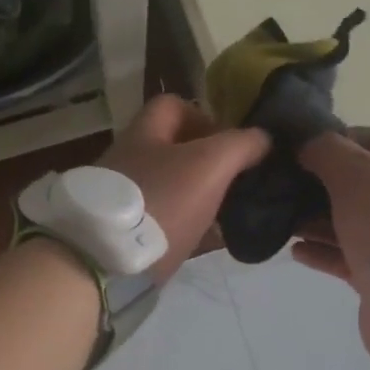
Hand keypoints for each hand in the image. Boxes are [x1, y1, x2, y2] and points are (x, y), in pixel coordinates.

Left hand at [99, 96, 269, 283]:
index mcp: (144, 134)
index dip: (206, 116)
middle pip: (174, 150)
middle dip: (209, 162)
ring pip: (171, 187)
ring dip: (201, 197)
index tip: (233, 142)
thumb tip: (263, 137)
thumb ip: (240, 145)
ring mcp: (124, 198)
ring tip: (232, 213)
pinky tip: (212, 241)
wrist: (106, 263)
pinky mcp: (125, 233)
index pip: (173, 106)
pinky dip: (189, 227)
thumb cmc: (160, 202)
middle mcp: (129, 160)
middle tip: (239, 181)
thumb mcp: (209, 165)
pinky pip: (164, 222)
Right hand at [294, 128, 369, 363]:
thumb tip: (306, 145)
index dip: (335, 140)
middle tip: (282, 185)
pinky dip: (321, 251)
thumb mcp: (356, 171)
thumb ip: (327, 151)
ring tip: (282, 219)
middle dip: (319, 183)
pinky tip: (295, 250)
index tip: (298, 148)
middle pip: (358, 184)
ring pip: (349, 222)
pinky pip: (345, 257)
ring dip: (315, 220)